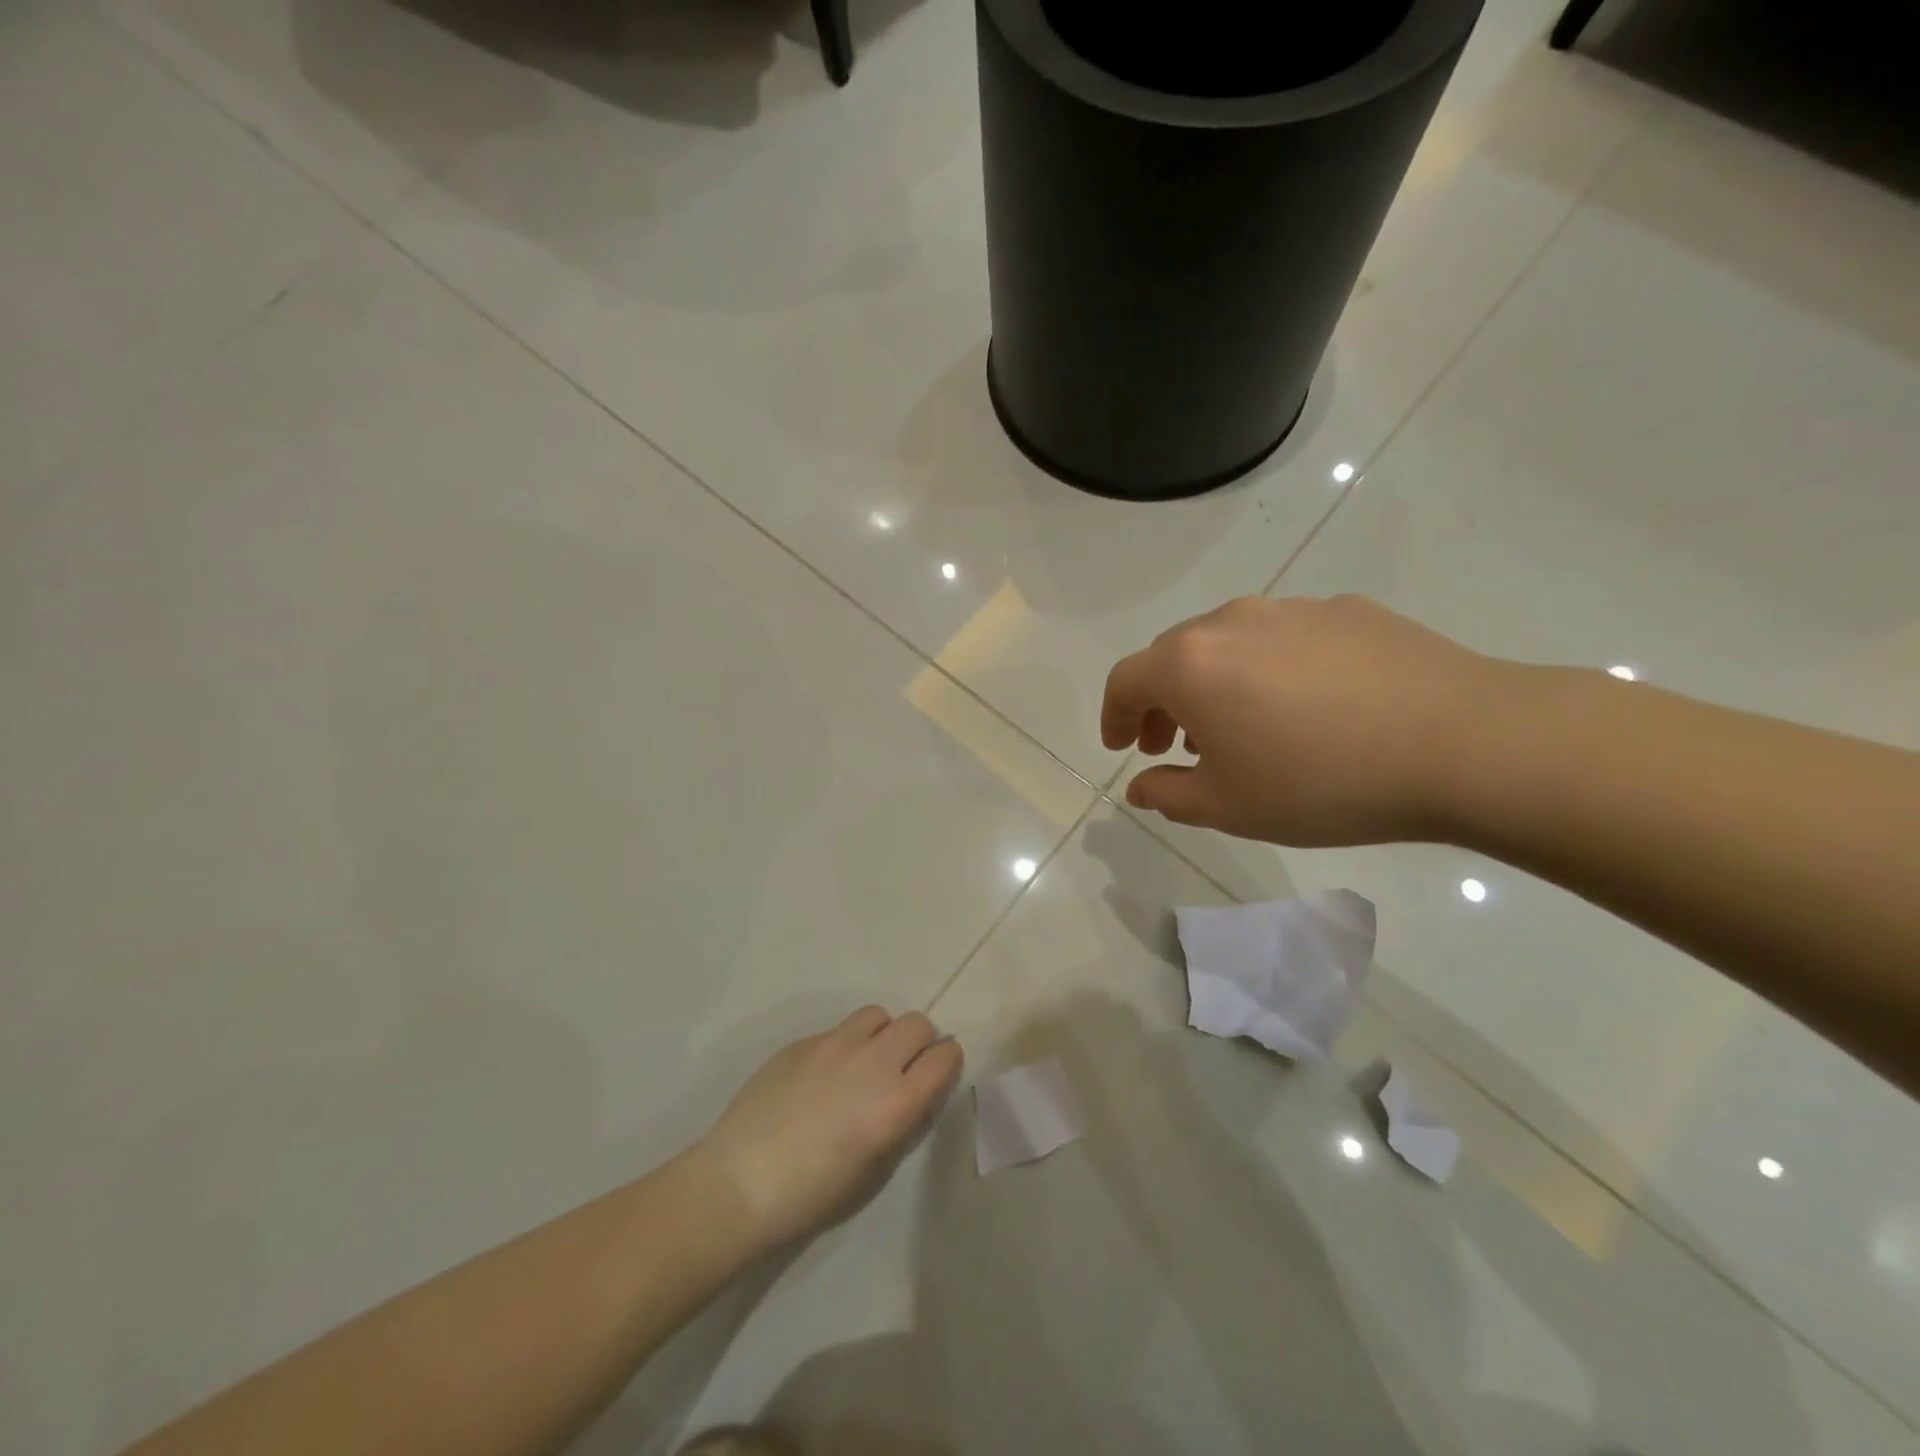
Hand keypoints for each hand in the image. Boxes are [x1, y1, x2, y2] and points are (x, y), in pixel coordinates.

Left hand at [698, 1007, 962, 1252]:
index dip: (946, 1063)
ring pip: (879, 1015)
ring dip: (883, 1035)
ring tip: (865, 1063)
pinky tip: (825, 1075)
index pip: (945, 1056)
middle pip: (918, 1023)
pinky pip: (841, 1029)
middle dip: (919, 1042)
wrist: (741, 1181)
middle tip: (903, 1069)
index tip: (937, 1075)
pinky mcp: (805, 1041)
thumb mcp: (874, 1170)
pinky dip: (846, 1044)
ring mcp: (836, 1044)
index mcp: (897, 1102)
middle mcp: (873, 1062)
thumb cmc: (812, 1195)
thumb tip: (914, 1093)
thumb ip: (903, 1122)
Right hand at [1102, 595, 1508, 846]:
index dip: (1113, 716)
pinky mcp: (1348, 611)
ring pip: (1230, 642)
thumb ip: (1168, 793)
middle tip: (1176, 742)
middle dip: (1162, 699)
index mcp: (1191, 663)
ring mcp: (1294, 609)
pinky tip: (1309, 708)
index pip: (1125, 680)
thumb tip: (1141, 784)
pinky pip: (1286, 638)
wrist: (1464, 744)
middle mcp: (1232, 621)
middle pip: (1173, 654)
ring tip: (1243, 727)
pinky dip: (1272, 669)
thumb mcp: (1229, 807)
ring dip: (1216, 682)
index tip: (1122, 748)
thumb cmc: (1322, 782)